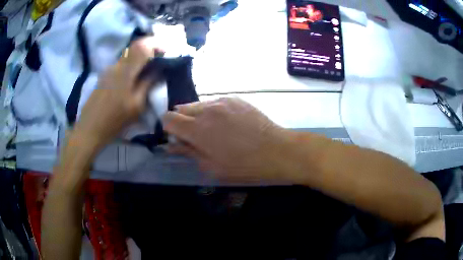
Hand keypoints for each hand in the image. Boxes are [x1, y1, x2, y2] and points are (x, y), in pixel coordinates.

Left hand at [73, 37, 159, 149]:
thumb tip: (159, 70)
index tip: (165, 51)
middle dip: (150, 49)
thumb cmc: (114, 120)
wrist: (90, 128)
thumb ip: (148, 84)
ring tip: (148, 69)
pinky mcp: (104, 75)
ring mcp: (108, 69)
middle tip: (159, 60)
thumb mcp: (136, 106)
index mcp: (126, 71)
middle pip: (135, 46)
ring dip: (140, 57)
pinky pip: (121, 63)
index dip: (156, 44)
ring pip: (128, 54)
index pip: (142, 46)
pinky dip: (131, 64)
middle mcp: (117, 65)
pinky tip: (133, 78)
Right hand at [163, 97, 291, 182]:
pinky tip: (229, 124)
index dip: (168, 128)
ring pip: (198, 104)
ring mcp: (222, 101)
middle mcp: (206, 110)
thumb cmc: (243, 165)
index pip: (168, 118)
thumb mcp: (211, 166)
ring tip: (214, 130)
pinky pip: (216, 103)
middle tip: (195, 136)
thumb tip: (171, 144)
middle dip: (182, 121)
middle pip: (181, 108)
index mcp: (197, 129)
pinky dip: (214, 112)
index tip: (177, 137)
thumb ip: (188, 152)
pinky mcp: (235, 99)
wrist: (276, 150)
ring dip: (198, 116)